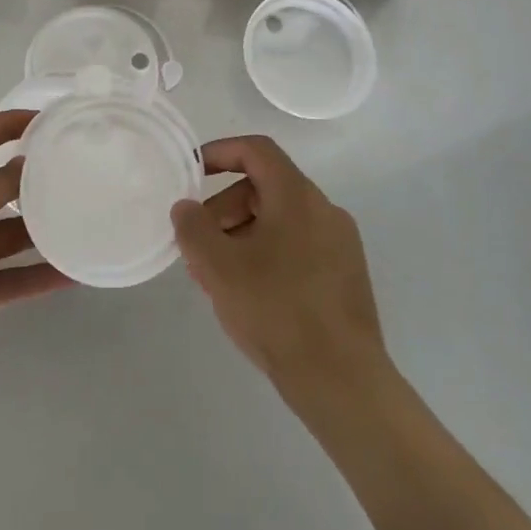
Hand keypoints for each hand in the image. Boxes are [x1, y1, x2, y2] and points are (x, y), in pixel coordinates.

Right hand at [171, 136, 390, 398]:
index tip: (190, 172)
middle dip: (223, 209)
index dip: (219, 152)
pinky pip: (296, 246)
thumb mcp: (218, 267)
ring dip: (241, 236)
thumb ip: (193, 228)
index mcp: (297, 196)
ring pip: (278, 221)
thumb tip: (186, 207)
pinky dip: (265, 255)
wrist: (342, 379)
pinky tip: (249, 294)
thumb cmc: (276, 310)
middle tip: (198, 246)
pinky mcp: (344, 275)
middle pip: (264, 188)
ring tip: (217, 278)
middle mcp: (324, 210)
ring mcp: (339, 243)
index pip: (256, 150)